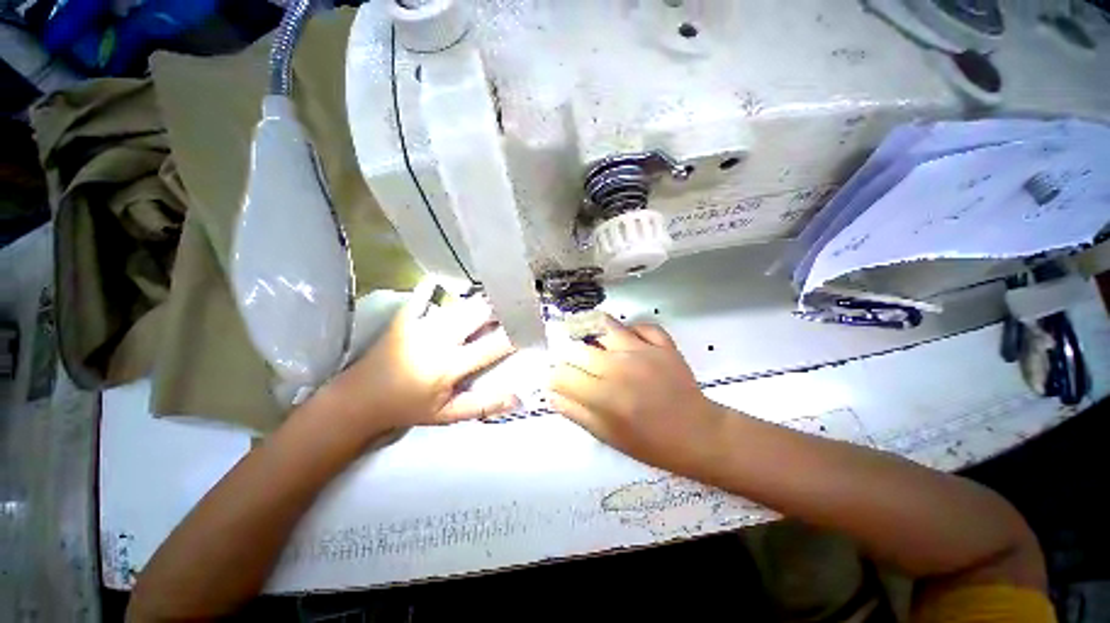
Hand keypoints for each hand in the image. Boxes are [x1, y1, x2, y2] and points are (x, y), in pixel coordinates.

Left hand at [318, 295, 518, 438]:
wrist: (359, 400)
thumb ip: (483, 406)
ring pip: (461, 304)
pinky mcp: (405, 317)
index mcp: (450, 365)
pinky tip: (452, 282)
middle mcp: (439, 339)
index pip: (494, 345)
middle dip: (501, 308)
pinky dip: (440, 288)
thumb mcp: (447, 415)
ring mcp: (421, 324)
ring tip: (497, 298)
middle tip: (517, 305)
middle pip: (479, 313)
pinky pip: (426, 295)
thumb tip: (517, 398)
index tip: (532, 327)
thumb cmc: (407, 408)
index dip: (516, 334)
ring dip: (481, 301)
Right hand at [548, 316, 723, 475]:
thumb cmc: (649, 442)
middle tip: (576, 367)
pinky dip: (631, 330)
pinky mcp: (663, 343)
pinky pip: (640, 325)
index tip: (559, 382)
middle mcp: (619, 365)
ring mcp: (643, 350)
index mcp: (603, 394)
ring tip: (596, 346)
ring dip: (595, 335)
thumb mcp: (606, 435)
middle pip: (578, 348)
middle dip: (570, 358)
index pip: (562, 374)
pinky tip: (628, 341)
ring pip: (605, 327)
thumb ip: (575, 411)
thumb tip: (551, 392)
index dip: (555, 377)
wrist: (697, 434)